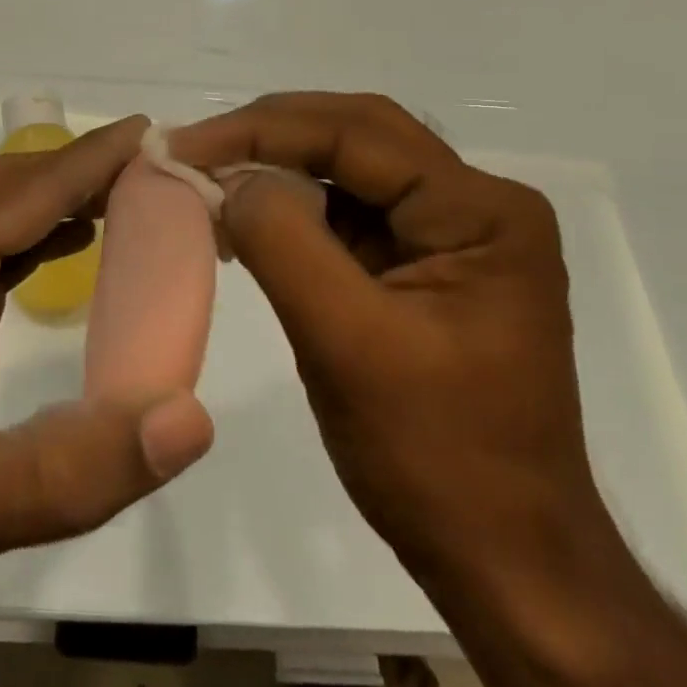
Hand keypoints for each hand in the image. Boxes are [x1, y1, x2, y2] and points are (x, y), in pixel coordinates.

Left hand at [0, 114, 214, 664]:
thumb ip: (79, 467)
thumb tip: (192, 418)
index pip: (20, 196)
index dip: (88, 161)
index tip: (150, 131)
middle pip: (6, 189)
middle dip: (78, 167)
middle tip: (154, 161)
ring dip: (61, 196)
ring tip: (132, 191)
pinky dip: (43, 237)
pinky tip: (80, 242)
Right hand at [169, 93, 601, 587]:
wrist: (502, 557)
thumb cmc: (436, 457)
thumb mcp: (348, 344)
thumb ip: (286, 244)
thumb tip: (232, 180)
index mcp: (480, 212)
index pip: (357, 135)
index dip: (262, 130)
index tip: (185, 146)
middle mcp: (474, 207)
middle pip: (357, 137)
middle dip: (269, 135)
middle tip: (192, 149)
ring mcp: (449, 238)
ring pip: (349, 173)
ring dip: (276, 169)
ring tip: (207, 179)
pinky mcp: (420, 269)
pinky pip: (348, 217)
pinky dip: (291, 212)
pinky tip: (244, 222)